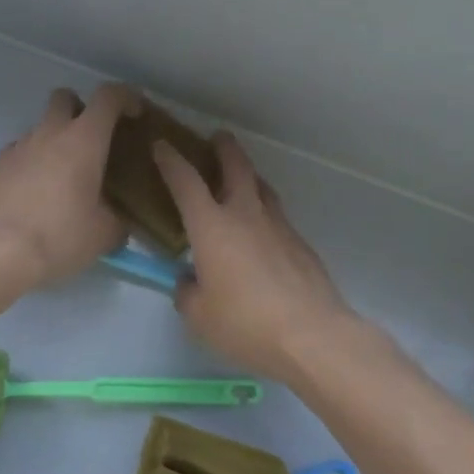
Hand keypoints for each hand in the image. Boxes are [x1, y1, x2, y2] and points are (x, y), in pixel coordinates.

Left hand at [0, 85, 136, 291]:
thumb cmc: (61, 237)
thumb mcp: (105, 234)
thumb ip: (119, 218)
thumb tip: (119, 220)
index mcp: (84, 140)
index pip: (108, 97)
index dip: (126, 97)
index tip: (136, 112)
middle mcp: (50, 133)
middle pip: (65, 98)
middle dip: (82, 109)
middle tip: (94, 140)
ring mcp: (20, 147)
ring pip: (41, 125)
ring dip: (56, 138)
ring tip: (66, 173)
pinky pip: (21, 150)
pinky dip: (34, 159)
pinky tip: (39, 188)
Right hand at [153, 133, 354, 379]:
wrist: (312, 335)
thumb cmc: (245, 323)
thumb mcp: (199, 316)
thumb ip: (187, 292)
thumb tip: (189, 281)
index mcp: (212, 227)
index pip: (186, 182)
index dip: (170, 160)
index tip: (162, 144)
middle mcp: (246, 215)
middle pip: (236, 167)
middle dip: (224, 148)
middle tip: (217, 138)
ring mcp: (279, 227)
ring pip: (262, 188)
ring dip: (249, 176)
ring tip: (241, 180)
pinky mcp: (301, 245)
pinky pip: (277, 217)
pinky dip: (265, 213)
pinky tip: (262, 233)